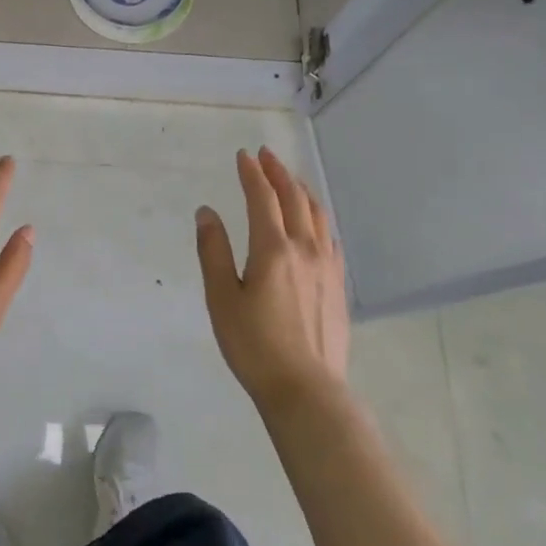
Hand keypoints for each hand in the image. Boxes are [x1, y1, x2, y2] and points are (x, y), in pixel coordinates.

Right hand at [196, 147, 349, 413]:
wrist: (306, 390)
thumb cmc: (254, 345)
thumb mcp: (221, 298)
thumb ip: (213, 251)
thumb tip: (206, 212)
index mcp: (273, 249)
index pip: (263, 198)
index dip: (252, 173)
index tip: (243, 156)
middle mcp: (305, 249)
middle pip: (294, 199)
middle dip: (278, 173)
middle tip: (266, 156)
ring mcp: (327, 266)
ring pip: (318, 215)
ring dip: (302, 191)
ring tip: (291, 180)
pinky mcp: (338, 285)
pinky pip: (331, 238)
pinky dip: (319, 218)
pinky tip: (316, 223)